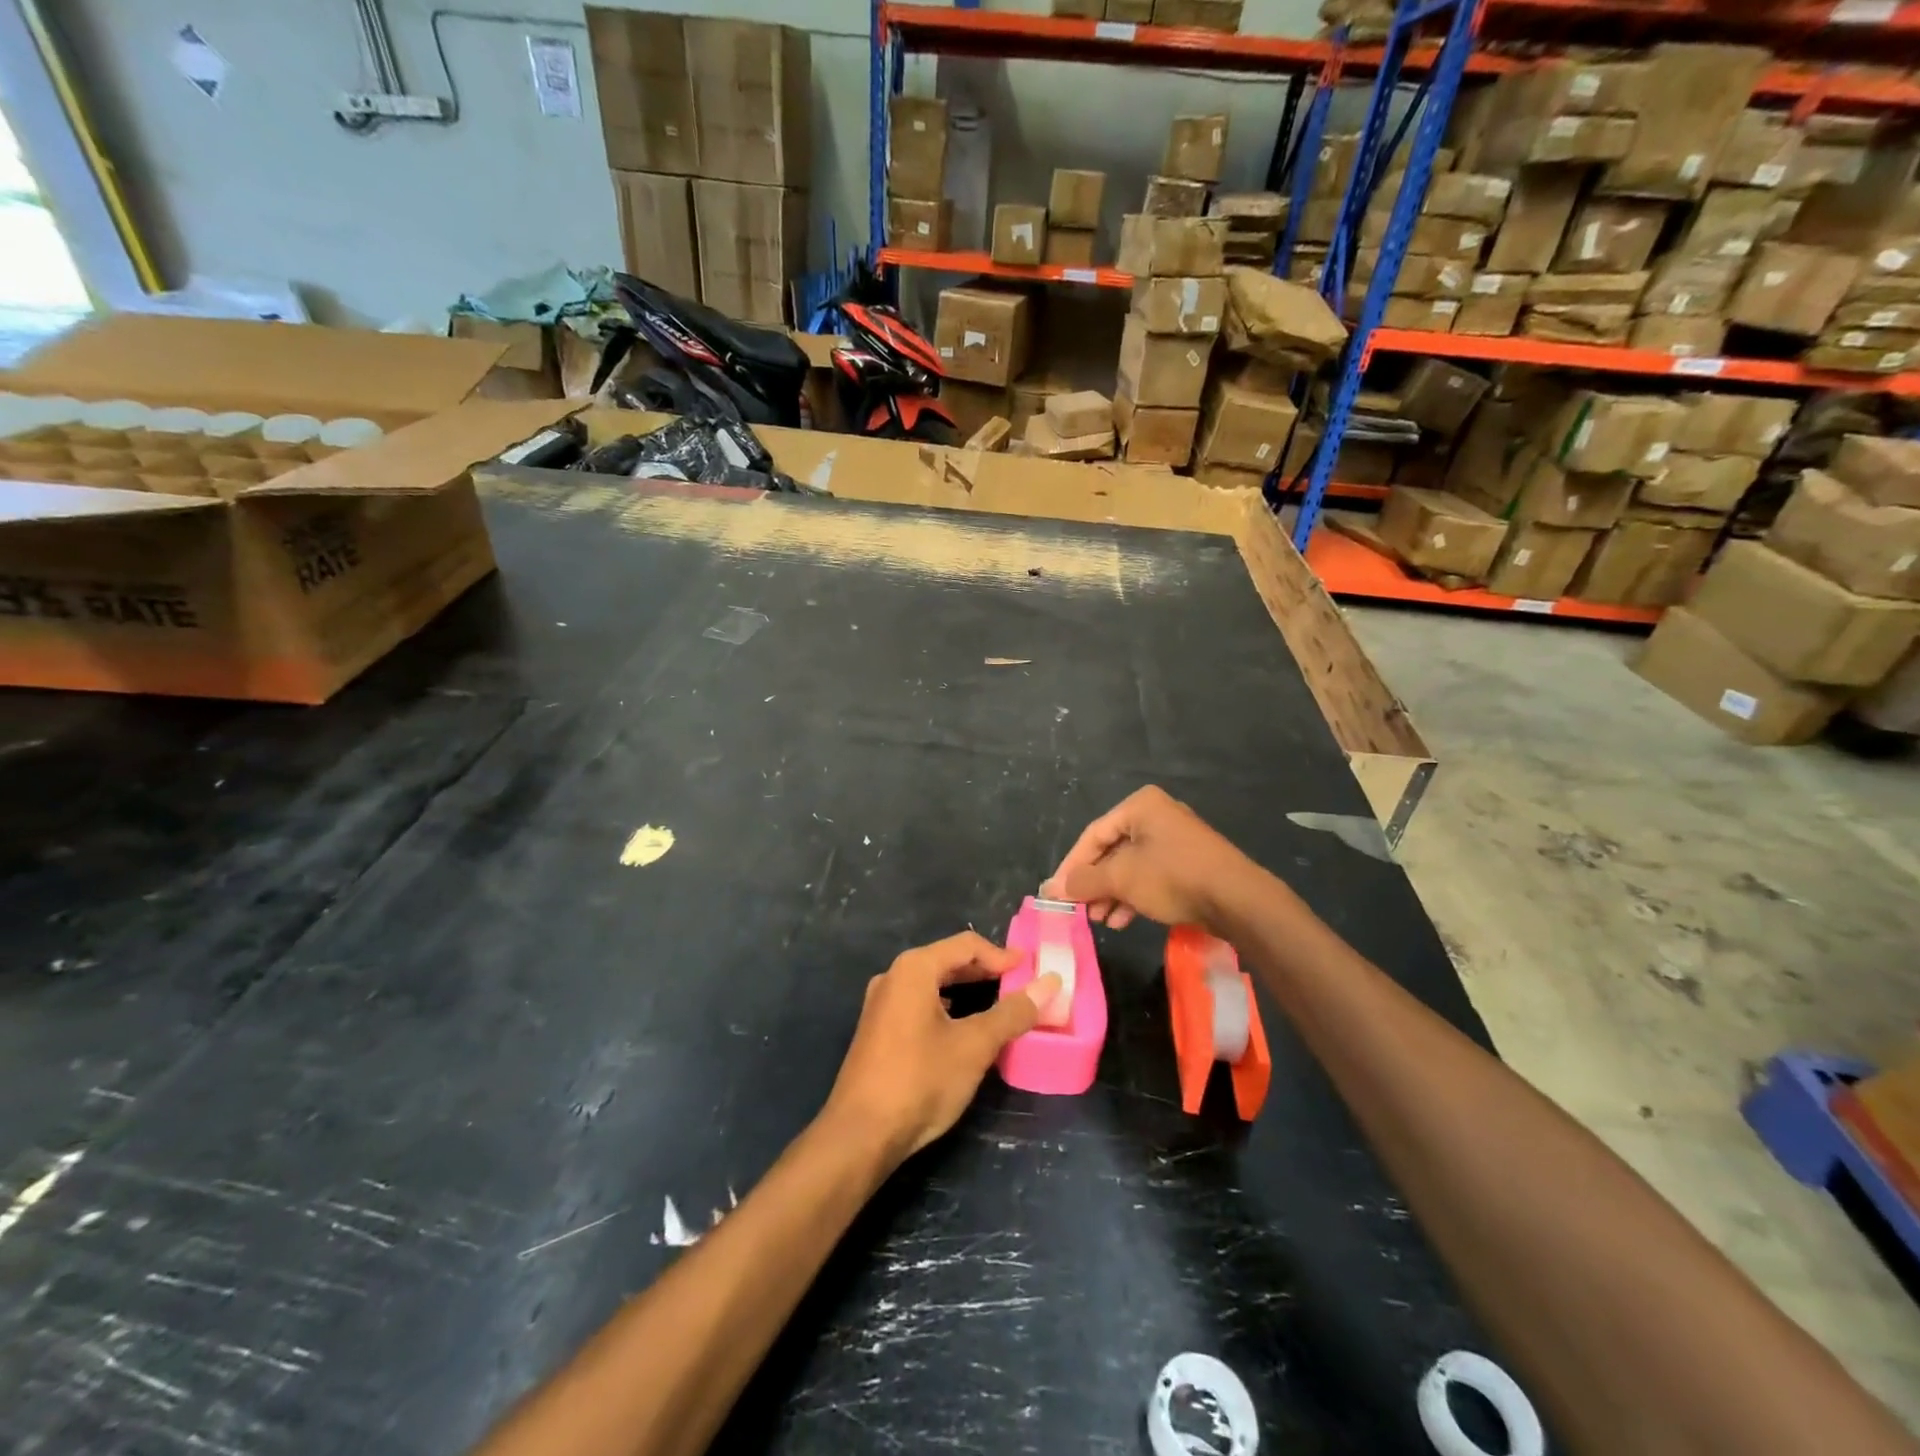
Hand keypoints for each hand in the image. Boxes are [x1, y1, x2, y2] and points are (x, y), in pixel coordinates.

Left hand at [824, 932, 1060, 1164]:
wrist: (861, 1134)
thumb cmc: (921, 1080)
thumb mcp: (975, 1045)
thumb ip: (1012, 1012)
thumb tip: (1050, 982)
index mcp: (914, 968)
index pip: (966, 945)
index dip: (1002, 955)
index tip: (1031, 969)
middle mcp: (894, 976)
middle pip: (948, 960)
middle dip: (985, 971)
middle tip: (1020, 985)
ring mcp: (881, 1003)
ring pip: (933, 983)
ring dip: (967, 989)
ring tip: (998, 1004)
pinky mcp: (878, 1029)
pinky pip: (919, 1003)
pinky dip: (947, 1007)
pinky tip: (962, 1027)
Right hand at [1043, 786, 1256, 931]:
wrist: (1237, 900)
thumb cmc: (1172, 877)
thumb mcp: (1121, 878)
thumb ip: (1083, 881)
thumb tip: (1050, 888)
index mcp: (1140, 806)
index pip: (1093, 835)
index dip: (1072, 866)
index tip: (1057, 893)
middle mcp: (1157, 815)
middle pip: (1112, 850)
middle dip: (1094, 883)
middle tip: (1080, 909)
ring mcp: (1176, 840)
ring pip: (1131, 866)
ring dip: (1112, 894)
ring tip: (1100, 920)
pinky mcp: (1189, 863)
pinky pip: (1151, 875)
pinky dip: (1134, 895)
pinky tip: (1123, 920)